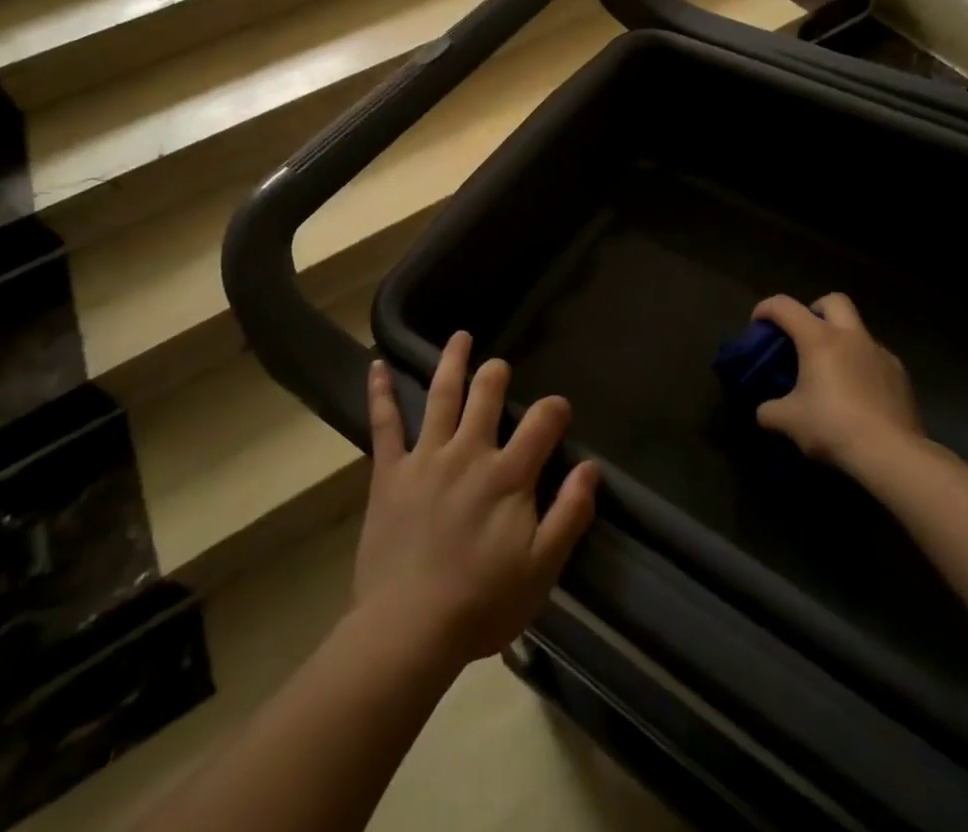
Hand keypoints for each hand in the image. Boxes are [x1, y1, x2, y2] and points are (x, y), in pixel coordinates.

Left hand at [354, 332, 598, 667]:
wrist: (409, 629)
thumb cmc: (482, 603)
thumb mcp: (542, 569)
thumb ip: (570, 514)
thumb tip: (590, 468)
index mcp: (508, 475)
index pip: (542, 422)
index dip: (556, 409)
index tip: (559, 411)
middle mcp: (468, 452)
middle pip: (487, 395)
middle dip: (497, 374)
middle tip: (499, 366)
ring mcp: (426, 457)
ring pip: (441, 395)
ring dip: (452, 362)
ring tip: (460, 338)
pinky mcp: (390, 472)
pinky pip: (385, 423)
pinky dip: (381, 393)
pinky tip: (377, 365)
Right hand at [753, 293, 922, 466]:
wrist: (892, 454)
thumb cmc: (833, 427)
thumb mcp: (788, 421)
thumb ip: (769, 411)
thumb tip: (765, 412)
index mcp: (819, 338)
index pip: (785, 306)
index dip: (766, 309)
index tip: (758, 324)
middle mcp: (852, 337)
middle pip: (834, 300)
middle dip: (815, 310)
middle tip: (804, 336)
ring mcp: (881, 354)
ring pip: (858, 331)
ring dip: (842, 341)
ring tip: (832, 373)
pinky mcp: (901, 376)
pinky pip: (876, 359)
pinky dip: (862, 367)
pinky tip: (858, 395)